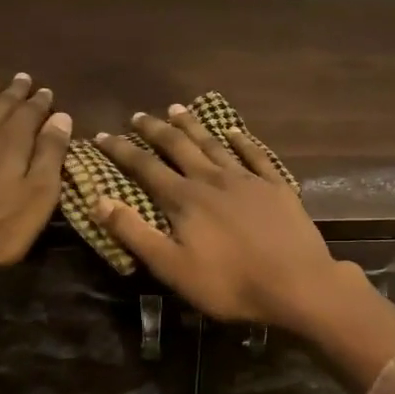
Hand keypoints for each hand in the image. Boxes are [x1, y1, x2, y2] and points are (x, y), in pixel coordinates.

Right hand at [93, 107, 350, 332]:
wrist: (296, 283)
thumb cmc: (230, 284)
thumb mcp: (172, 267)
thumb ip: (135, 233)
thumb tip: (98, 200)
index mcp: (184, 199)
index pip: (145, 167)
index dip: (122, 151)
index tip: (102, 135)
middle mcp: (213, 179)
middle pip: (179, 146)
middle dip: (155, 130)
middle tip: (139, 116)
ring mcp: (248, 179)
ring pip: (214, 144)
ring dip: (193, 127)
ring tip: (178, 110)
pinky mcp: (277, 186)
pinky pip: (255, 155)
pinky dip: (242, 140)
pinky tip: (234, 131)